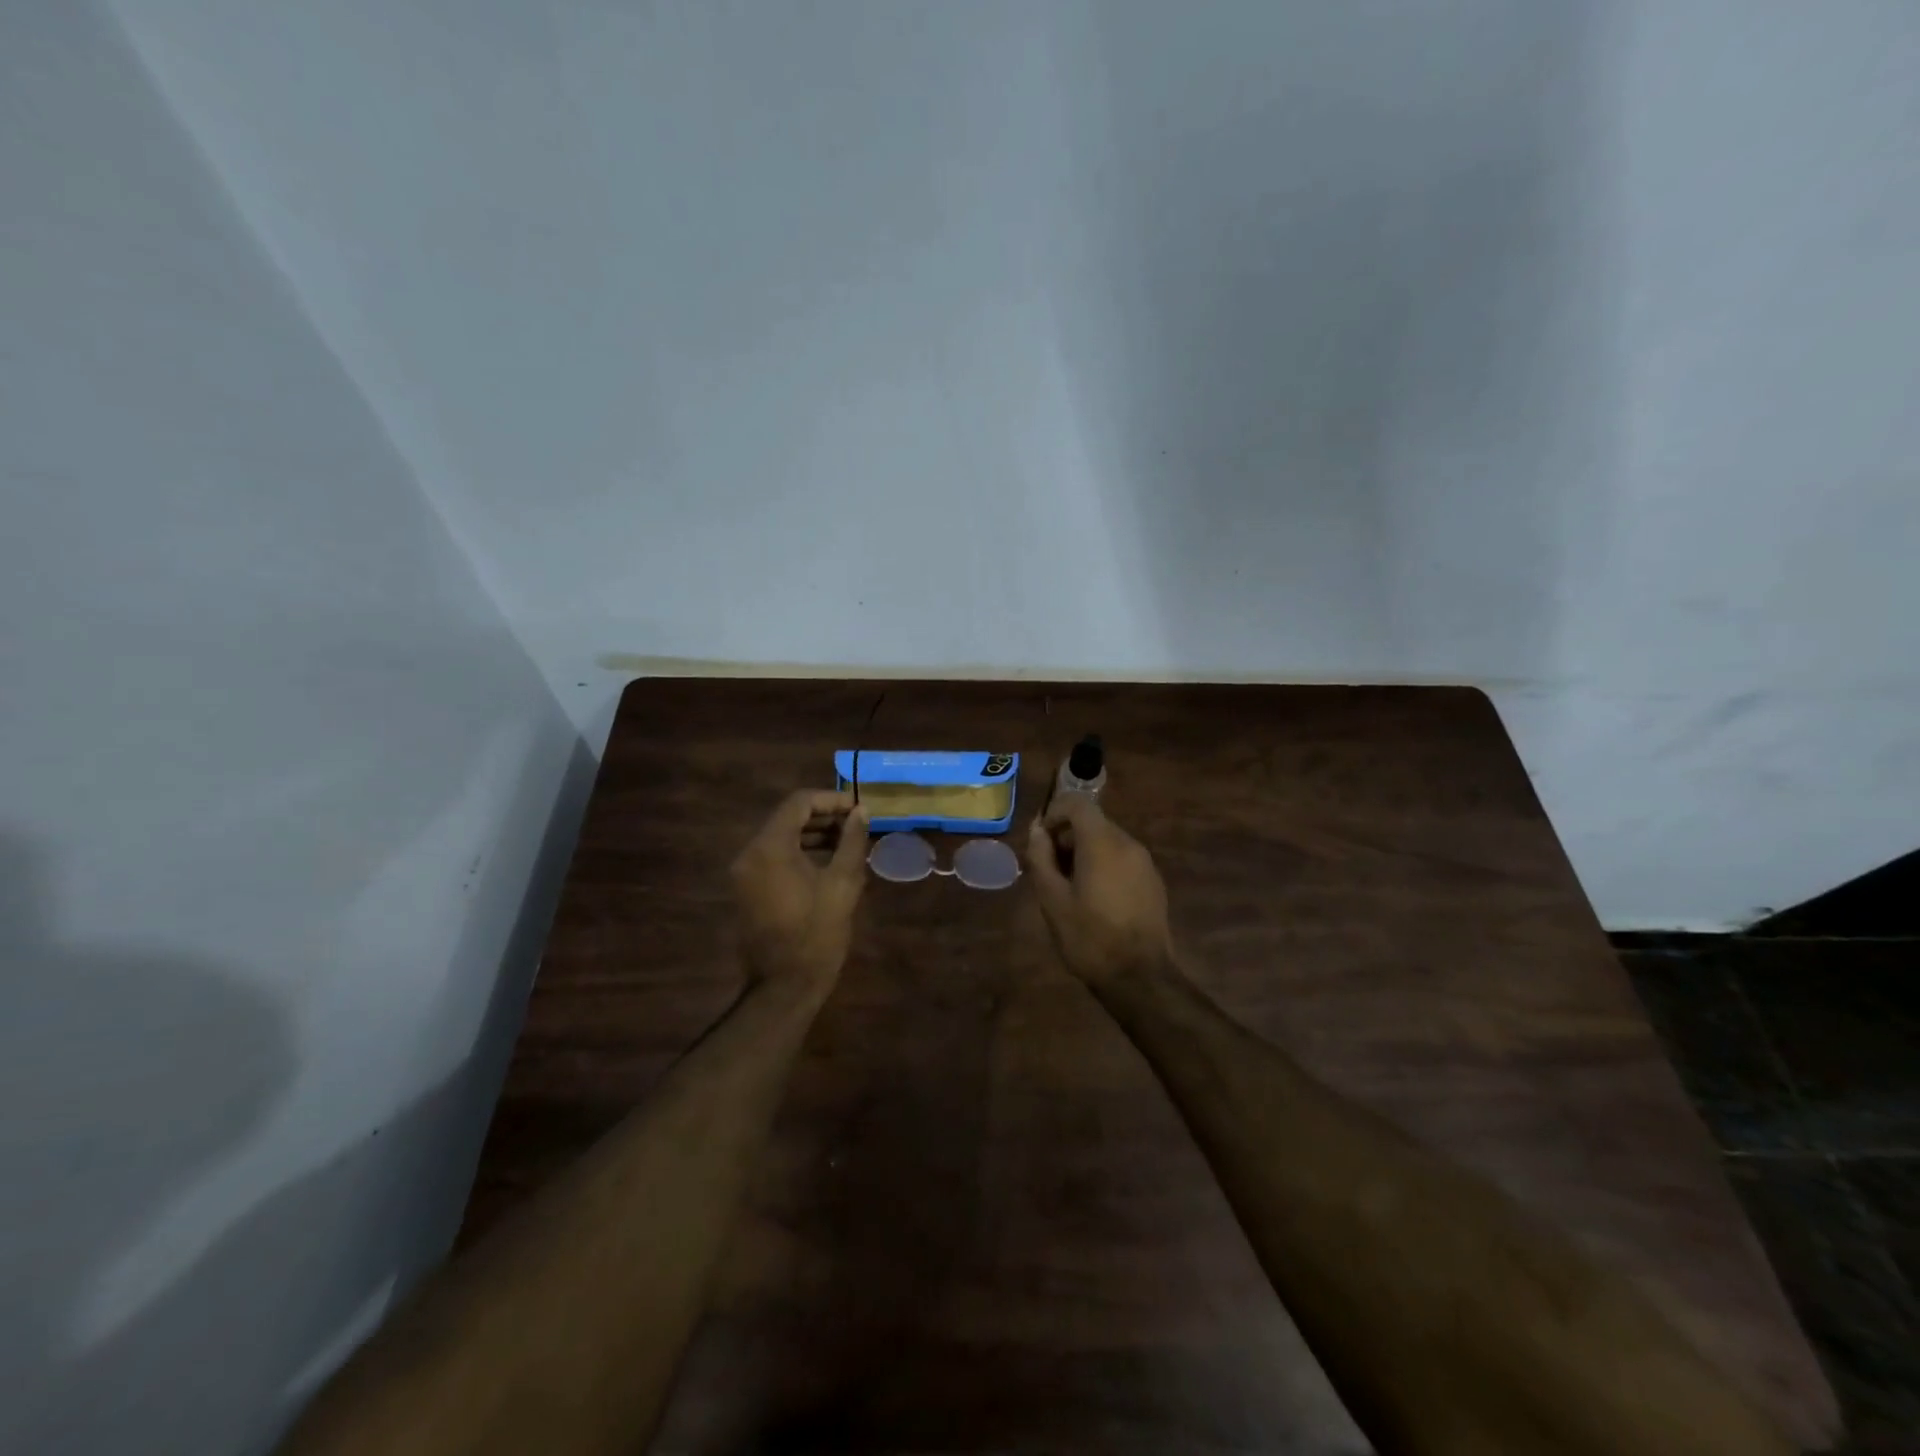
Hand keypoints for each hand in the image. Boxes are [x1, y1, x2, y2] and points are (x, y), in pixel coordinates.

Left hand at [731, 790, 868, 998]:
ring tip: (848, 843)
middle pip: (787, 818)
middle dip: (823, 817)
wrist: (783, 987)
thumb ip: (852, 841)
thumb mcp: (843, 884)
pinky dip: (799, 852)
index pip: (798, 803)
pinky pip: (773, 857)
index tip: (858, 808)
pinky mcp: (746, 889)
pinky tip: (827, 863)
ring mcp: (744, 873)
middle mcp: (750, 853)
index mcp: (770, 847)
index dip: (830, 799)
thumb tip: (860, 812)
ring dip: (813, 835)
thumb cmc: (817, 934)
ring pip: (780, 838)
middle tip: (856, 825)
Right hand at [1025, 794, 1174, 986]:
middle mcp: (1128, 844)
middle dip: (1067, 836)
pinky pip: (1122, 859)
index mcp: (1103, 843)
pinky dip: (1103, 864)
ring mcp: (1145, 863)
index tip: (1040, 840)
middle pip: (1093, 822)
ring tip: (1067, 886)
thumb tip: (1037, 830)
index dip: (1054, 813)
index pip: (1078, 803)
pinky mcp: (1153, 881)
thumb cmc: (1089, 938)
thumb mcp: (1052, 900)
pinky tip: (1093, 898)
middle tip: (1048, 868)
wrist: (1140, 978)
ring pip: (1108, 840)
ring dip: (1084, 851)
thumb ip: (1041, 858)